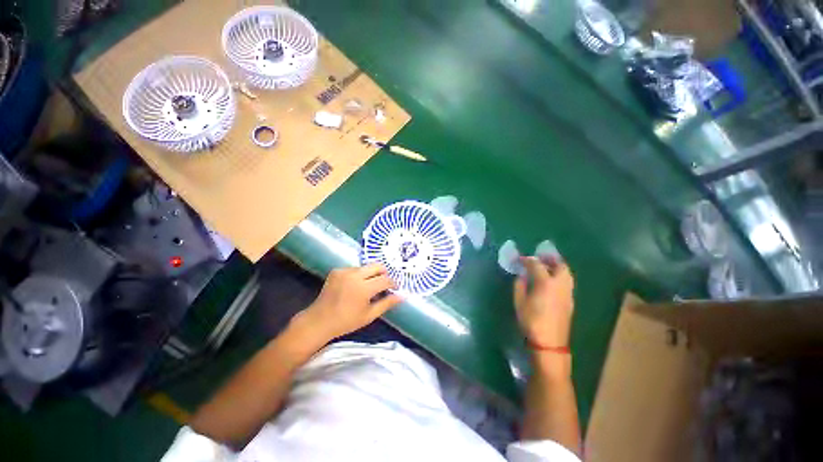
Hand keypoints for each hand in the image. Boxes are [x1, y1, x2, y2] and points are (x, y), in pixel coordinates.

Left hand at [304, 264, 402, 339]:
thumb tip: (402, 296)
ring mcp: (344, 271)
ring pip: (366, 267)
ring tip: (368, 287)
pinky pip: (354, 268)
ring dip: (371, 274)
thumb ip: (387, 303)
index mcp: (363, 288)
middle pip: (377, 266)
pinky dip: (359, 275)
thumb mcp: (369, 315)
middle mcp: (355, 275)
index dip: (392, 283)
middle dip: (384, 273)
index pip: (385, 279)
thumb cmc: (346, 321)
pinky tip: (354, 286)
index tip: (394, 288)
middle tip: (383, 284)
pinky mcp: (337, 270)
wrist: (319, 320)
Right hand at [513, 257, 574, 347]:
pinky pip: (567, 282)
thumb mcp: (519, 302)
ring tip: (546, 266)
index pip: (536, 264)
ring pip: (566, 273)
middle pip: (559, 265)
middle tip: (539, 257)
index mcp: (545, 283)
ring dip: (557, 266)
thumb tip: (521, 276)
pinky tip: (551, 281)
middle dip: (550, 259)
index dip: (527, 260)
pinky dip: (560, 276)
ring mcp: (567, 293)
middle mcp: (560, 284)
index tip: (520, 259)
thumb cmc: (531, 321)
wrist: (550, 343)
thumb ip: (520, 285)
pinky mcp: (570, 301)